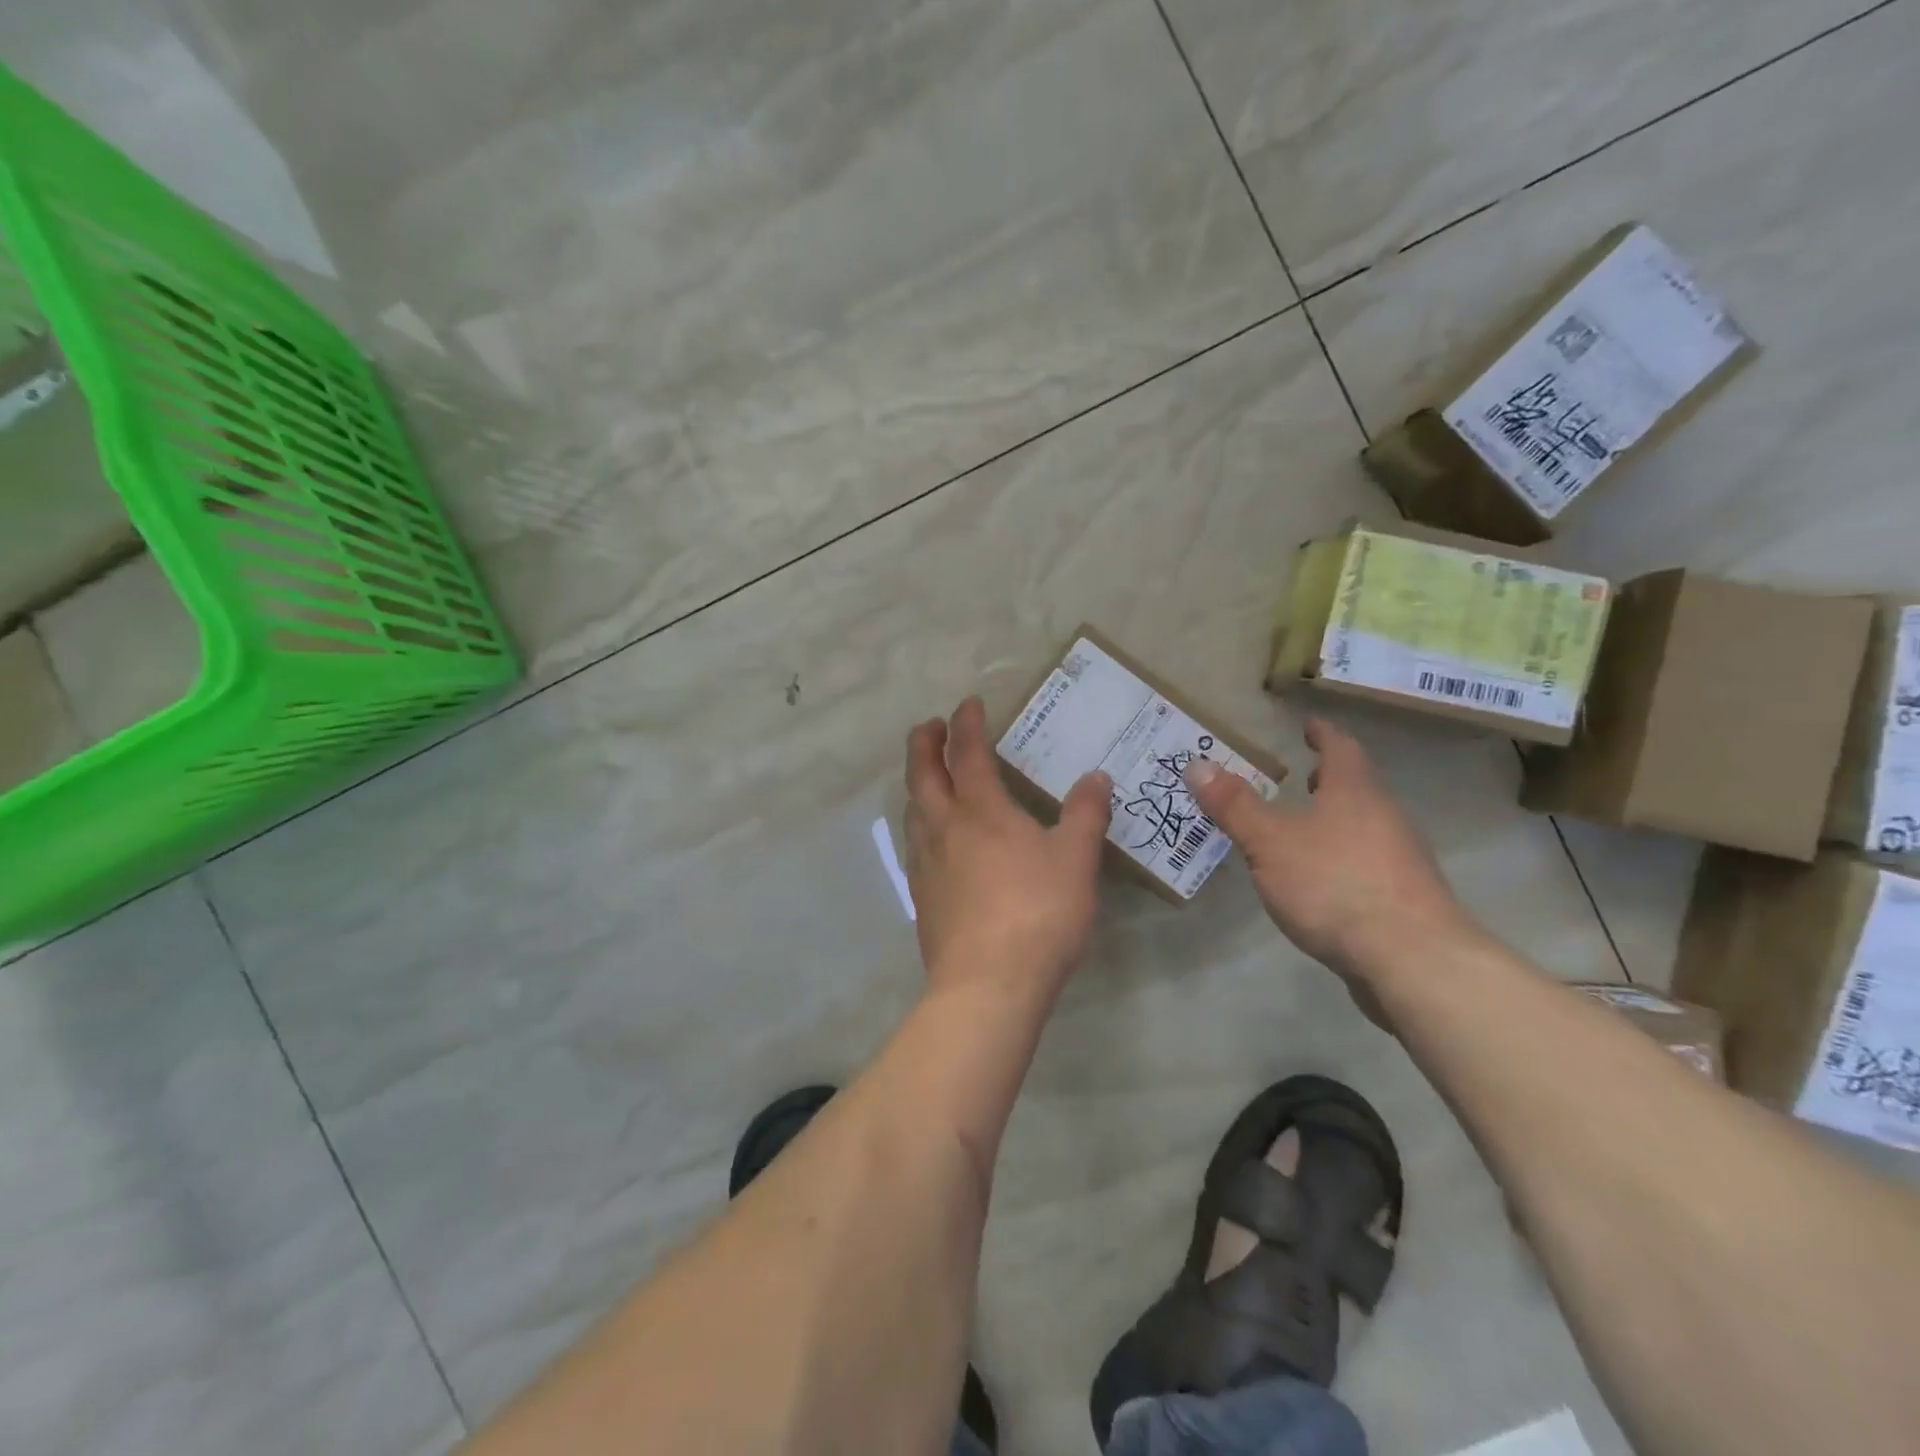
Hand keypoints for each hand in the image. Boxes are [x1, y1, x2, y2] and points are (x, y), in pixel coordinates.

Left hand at [904, 698, 1112, 999]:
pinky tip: (934, 840)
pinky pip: (914, 844)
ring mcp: (926, 863)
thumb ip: (1085, 814)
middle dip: (924, 743)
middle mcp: (944, 828)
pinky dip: (920, 824)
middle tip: (930, 726)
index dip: (966, 723)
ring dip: (918, 783)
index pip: (966, 752)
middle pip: (922, 774)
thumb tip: (1096, 777)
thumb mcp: (1075, 859)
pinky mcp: (921, 896)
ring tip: (928, 777)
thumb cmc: (1038, 912)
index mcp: (980, 810)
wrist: (988, 983)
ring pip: (912, 809)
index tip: (969, 703)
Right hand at [1184, 716, 1474, 980]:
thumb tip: (1196, 764)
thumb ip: (1235, 805)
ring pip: (1366, 825)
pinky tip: (1323, 880)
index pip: (1341, 748)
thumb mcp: (1269, 841)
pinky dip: (1343, 857)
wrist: (1412, 958)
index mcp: (1355, 791)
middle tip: (1302, 775)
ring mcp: (1401, 859)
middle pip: (1359, 786)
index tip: (1310, 725)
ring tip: (1304, 826)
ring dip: (1337, 818)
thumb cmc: (1335, 883)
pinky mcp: (1405, 898)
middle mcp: (1385, 816)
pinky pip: (1368, 862)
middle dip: (1330, 778)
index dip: (1323, 734)